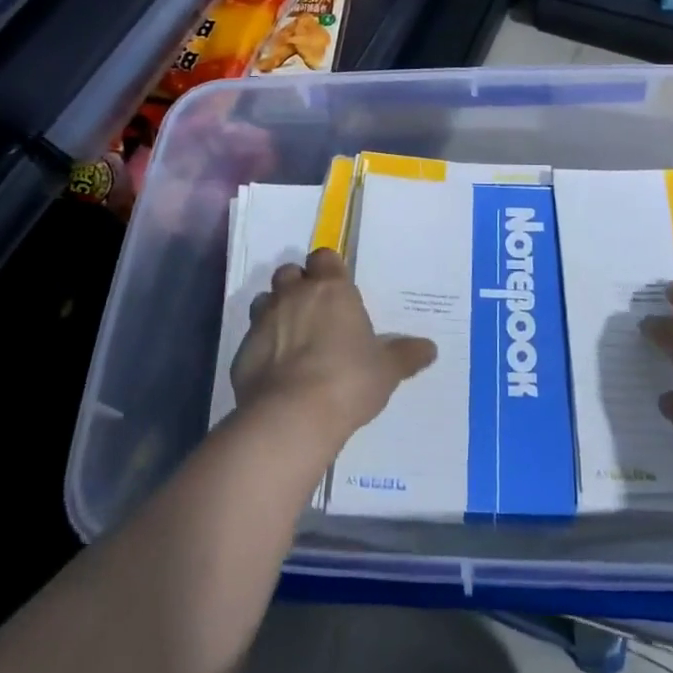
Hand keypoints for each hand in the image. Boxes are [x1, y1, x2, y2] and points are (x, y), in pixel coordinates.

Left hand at [231, 249, 436, 445]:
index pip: (324, 257)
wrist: (292, 415)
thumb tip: (430, 348)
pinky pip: (251, 339)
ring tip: (291, 339)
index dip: (328, 269)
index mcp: (331, 289)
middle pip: (290, 273)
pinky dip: (261, 348)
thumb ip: (406, 355)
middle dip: (298, 286)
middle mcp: (294, 295)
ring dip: (275, 312)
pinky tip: (274, 371)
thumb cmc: (348, 380)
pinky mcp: (242, 350)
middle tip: (314, 311)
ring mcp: (264, 320)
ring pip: (264, 300)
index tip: (336, 287)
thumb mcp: (387, 370)